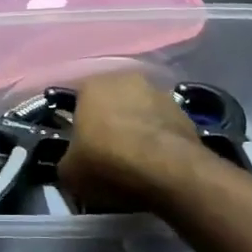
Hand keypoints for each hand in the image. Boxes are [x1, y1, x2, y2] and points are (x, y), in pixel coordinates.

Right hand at [57, 71, 204, 211]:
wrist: (168, 170)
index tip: (80, 149)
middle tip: (107, 153)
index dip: (78, 126)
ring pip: (139, 111)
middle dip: (109, 123)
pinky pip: (162, 126)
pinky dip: (159, 140)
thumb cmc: (108, 162)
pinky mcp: (184, 112)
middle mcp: (124, 78)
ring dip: (136, 129)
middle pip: (111, 102)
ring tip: (135, 161)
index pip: (77, 102)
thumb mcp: (69, 172)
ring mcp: (158, 92)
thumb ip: (66, 160)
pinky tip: (157, 163)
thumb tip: (72, 162)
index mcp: (91, 85)